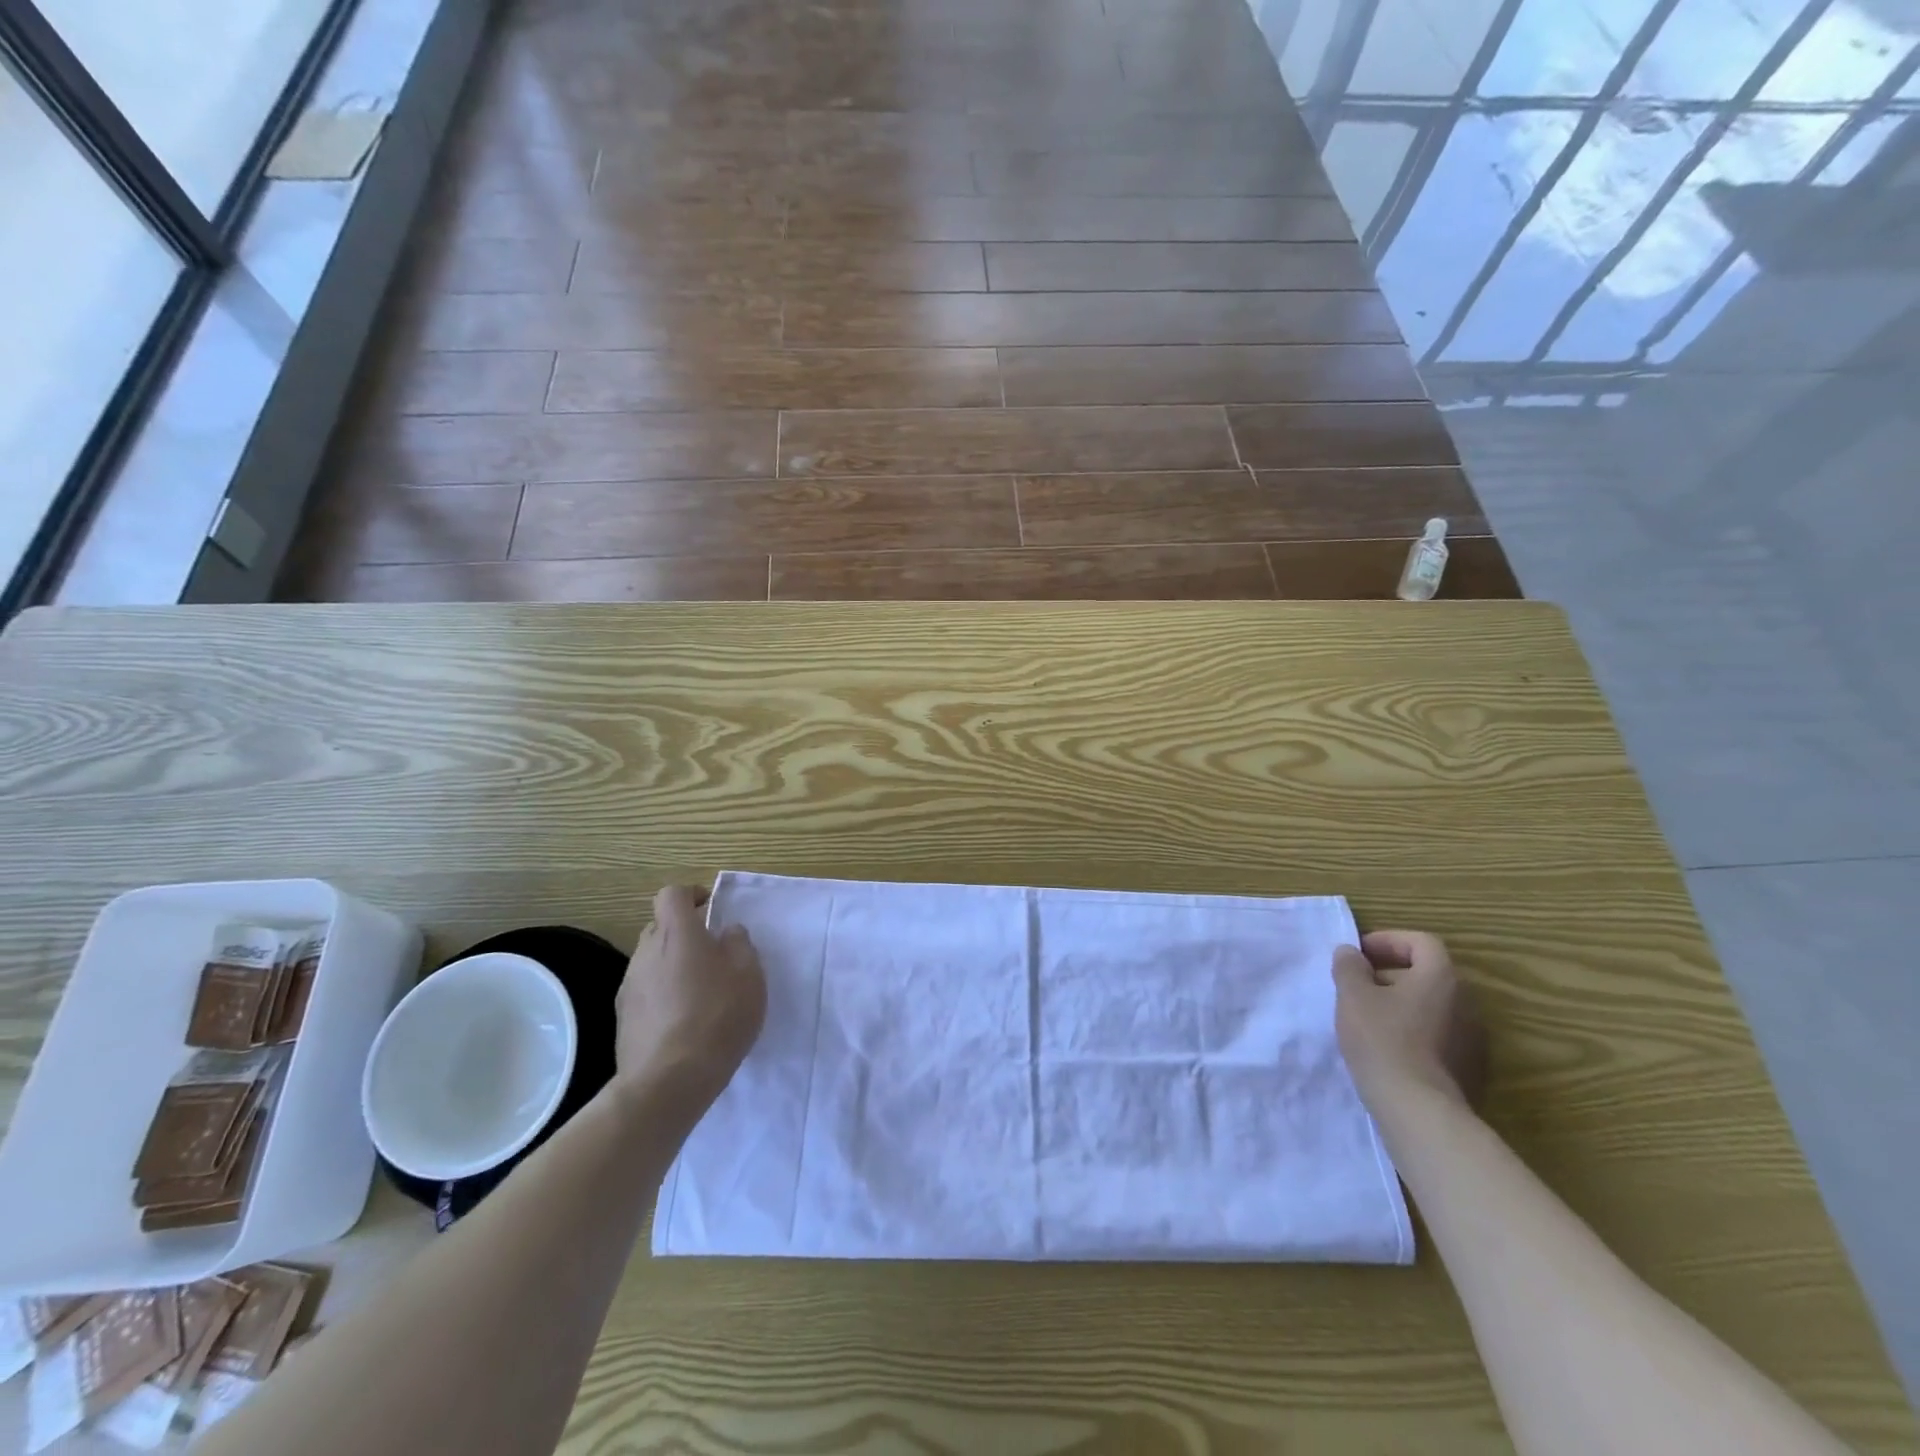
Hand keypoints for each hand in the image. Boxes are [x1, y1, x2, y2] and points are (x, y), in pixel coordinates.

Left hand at [614, 886, 765, 1117]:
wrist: (668, 1082)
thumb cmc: (717, 1017)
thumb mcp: (748, 975)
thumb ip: (739, 944)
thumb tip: (726, 932)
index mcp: (677, 934)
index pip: (672, 894)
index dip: (691, 895)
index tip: (710, 909)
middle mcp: (646, 952)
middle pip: (660, 926)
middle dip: (683, 932)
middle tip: (712, 953)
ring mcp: (629, 986)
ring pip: (652, 960)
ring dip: (672, 965)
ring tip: (699, 992)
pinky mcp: (623, 1018)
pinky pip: (645, 991)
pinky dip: (662, 995)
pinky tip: (682, 1020)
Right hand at [1333, 930, 1487, 1113]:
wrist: (1419, 1109)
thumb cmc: (1382, 1039)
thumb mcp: (1353, 995)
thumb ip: (1349, 966)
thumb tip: (1350, 953)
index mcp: (1441, 977)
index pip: (1420, 942)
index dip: (1387, 941)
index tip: (1358, 954)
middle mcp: (1465, 1001)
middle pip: (1427, 973)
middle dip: (1390, 972)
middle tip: (1358, 985)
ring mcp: (1471, 1037)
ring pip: (1431, 1005)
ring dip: (1401, 1002)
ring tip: (1368, 1016)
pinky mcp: (1468, 1066)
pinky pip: (1437, 1033)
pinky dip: (1413, 1029)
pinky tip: (1387, 1046)